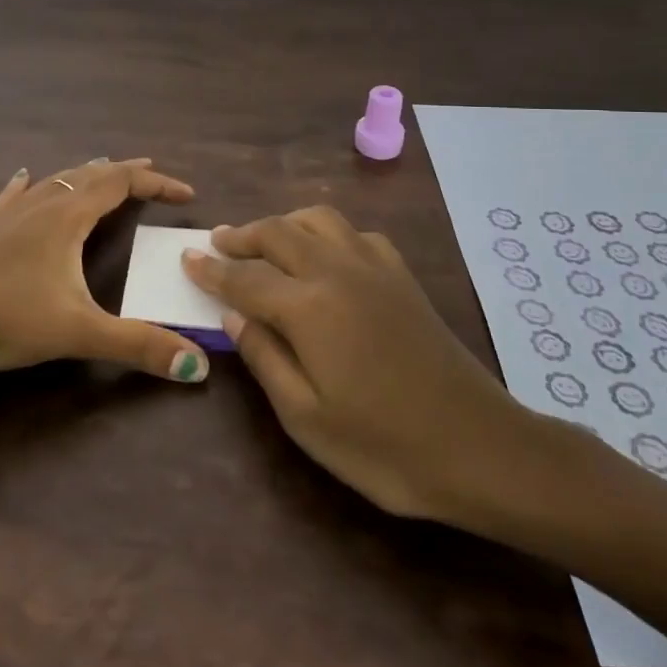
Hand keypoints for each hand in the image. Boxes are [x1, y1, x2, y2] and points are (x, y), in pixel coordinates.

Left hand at [0, 157, 211, 382]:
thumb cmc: (4, 317)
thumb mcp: (77, 333)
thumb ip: (137, 346)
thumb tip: (197, 366)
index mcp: (68, 217)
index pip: (122, 184)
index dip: (157, 184)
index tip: (186, 195)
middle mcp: (42, 204)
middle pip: (91, 174)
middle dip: (126, 172)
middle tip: (151, 173)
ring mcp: (9, 214)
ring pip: (55, 180)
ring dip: (85, 174)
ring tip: (103, 172)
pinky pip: (13, 195)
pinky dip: (31, 184)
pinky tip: (23, 177)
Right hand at [182, 206, 567, 530]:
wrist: (479, 446)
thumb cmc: (384, 446)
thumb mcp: (306, 418)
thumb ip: (265, 358)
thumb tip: (233, 316)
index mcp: (308, 307)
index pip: (245, 277)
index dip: (212, 268)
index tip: (187, 257)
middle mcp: (337, 271)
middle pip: (279, 233)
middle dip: (243, 235)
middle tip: (218, 242)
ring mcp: (375, 268)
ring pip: (319, 219)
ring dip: (285, 223)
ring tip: (266, 241)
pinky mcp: (402, 276)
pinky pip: (356, 234)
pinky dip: (328, 233)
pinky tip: (326, 255)